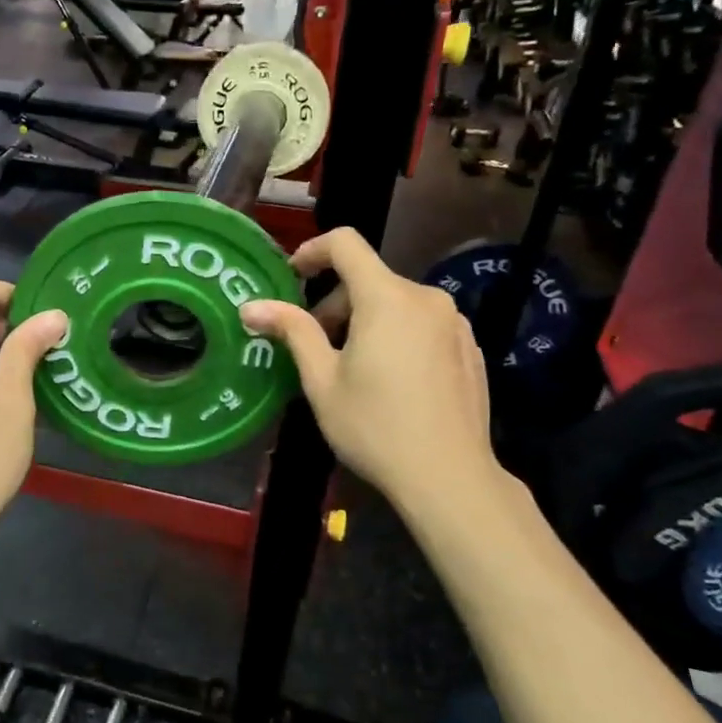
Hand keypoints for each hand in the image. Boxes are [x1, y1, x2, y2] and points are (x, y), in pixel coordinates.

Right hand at [239, 229, 508, 523]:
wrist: (450, 478)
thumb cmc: (375, 427)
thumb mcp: (322, 380)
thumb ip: (292, 331)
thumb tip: (251, 306)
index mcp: (386, 297)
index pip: (346, 243)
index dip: (312, 251)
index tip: (292, 277)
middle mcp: (426, 298)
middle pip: (369, 280)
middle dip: (335, 305)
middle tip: (314, 348)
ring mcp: (454, 323)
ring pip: (396, 304)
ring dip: (366, 321)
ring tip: (352, 369)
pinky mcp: (470, 348)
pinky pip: (422, 325)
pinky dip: (397, 336)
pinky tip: (391, 382)